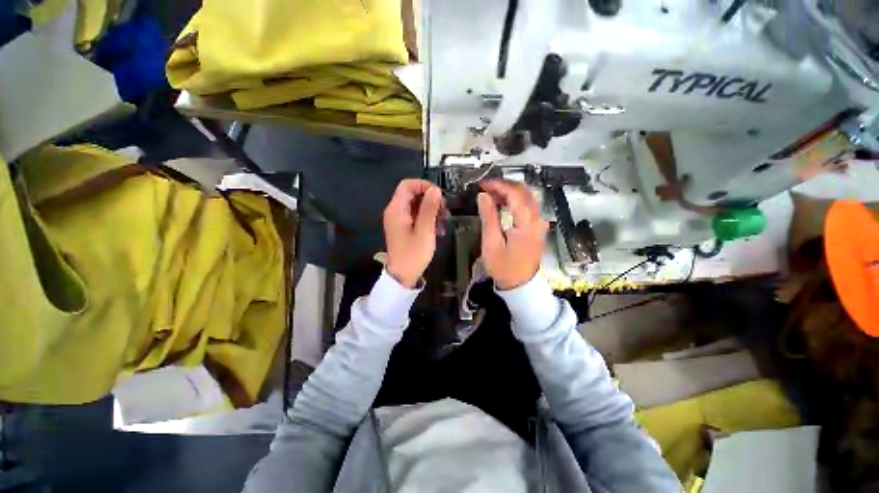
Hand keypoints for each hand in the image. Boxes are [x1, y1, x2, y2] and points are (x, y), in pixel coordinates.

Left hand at [383, 179, 444, 287]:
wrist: (402, 276)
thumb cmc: (413, 254)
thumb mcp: (424, 231)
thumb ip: (429, 208)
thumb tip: (435, 190)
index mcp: (396, 209)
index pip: (407, 185)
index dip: (424, 185)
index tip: (439, 195)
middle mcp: (395, 211)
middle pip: (413, 194)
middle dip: (431, 199)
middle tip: (445, 210)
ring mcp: (399, 220)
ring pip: (416, 205)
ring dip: (431, 210)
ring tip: (443, 221)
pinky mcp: (403, 227)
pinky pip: (416, 216)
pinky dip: (427, 218)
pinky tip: (437, 229)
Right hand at [477, 180, 547, 289]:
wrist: (520, 285)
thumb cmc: (503, 267)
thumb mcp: (491, 243)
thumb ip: (488, 217)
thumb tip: (483, 195)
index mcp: (527, 224)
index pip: (515, 194)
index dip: (499, 185)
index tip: (482, 185)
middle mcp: (538, 220)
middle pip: (524, 192)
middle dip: (504, 186)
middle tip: (485, 188)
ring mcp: (540, 223)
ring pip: (528, 197)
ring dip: (509, 192)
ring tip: (491, 195)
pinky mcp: (537, 227)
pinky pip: (528, 206)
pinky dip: (515, 200)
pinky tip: (502, 204)